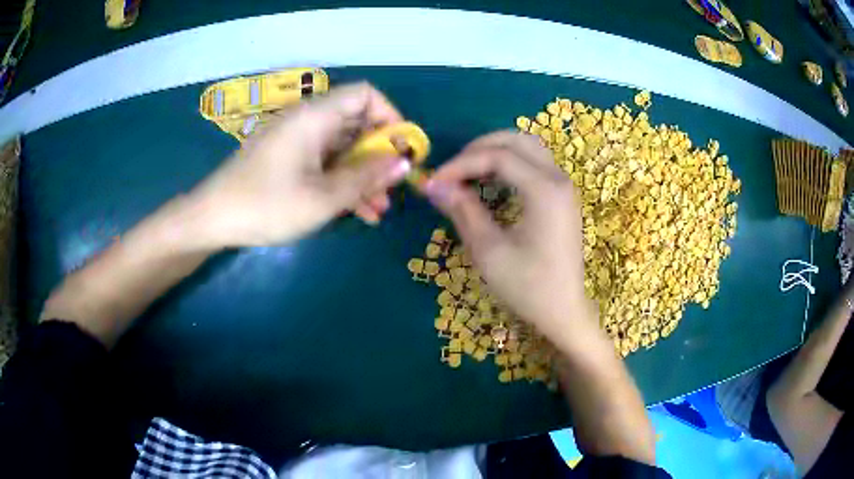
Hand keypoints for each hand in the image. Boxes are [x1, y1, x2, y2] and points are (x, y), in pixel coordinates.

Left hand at [191, 83, 411, 247]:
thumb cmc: (266, 205)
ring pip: (342, 148)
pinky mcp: (288, 159)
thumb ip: (366, 178)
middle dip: (379, 155)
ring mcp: (297, 141)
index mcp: (315, 117)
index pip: (365, 95)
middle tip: (393, 186)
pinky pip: (324, 163)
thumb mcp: (322, 198)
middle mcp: (308, 121)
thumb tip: (404, 162)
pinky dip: (342, 182)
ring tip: (380, 209)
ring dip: (363, 175)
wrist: (212, 219)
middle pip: (357, 124)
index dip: (390, 116)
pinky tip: (359, 212)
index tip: (401, 150)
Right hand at [423, 132, 594, 339]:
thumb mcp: (489, 251)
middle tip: (452, 171)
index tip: (434, 181)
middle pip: (517, 140)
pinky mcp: (562, 197)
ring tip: (467, 173)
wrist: (564, 312)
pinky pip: (534, 164)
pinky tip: (490, 184)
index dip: (461, 164)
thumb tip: (434, 185)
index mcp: (545, 190)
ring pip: (528, 148)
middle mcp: (559, 179)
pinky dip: (509, 164)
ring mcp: (563, 187)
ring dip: (495, 152)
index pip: (498, 157)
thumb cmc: (528, 287)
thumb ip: (462, 211)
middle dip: (479, 148)